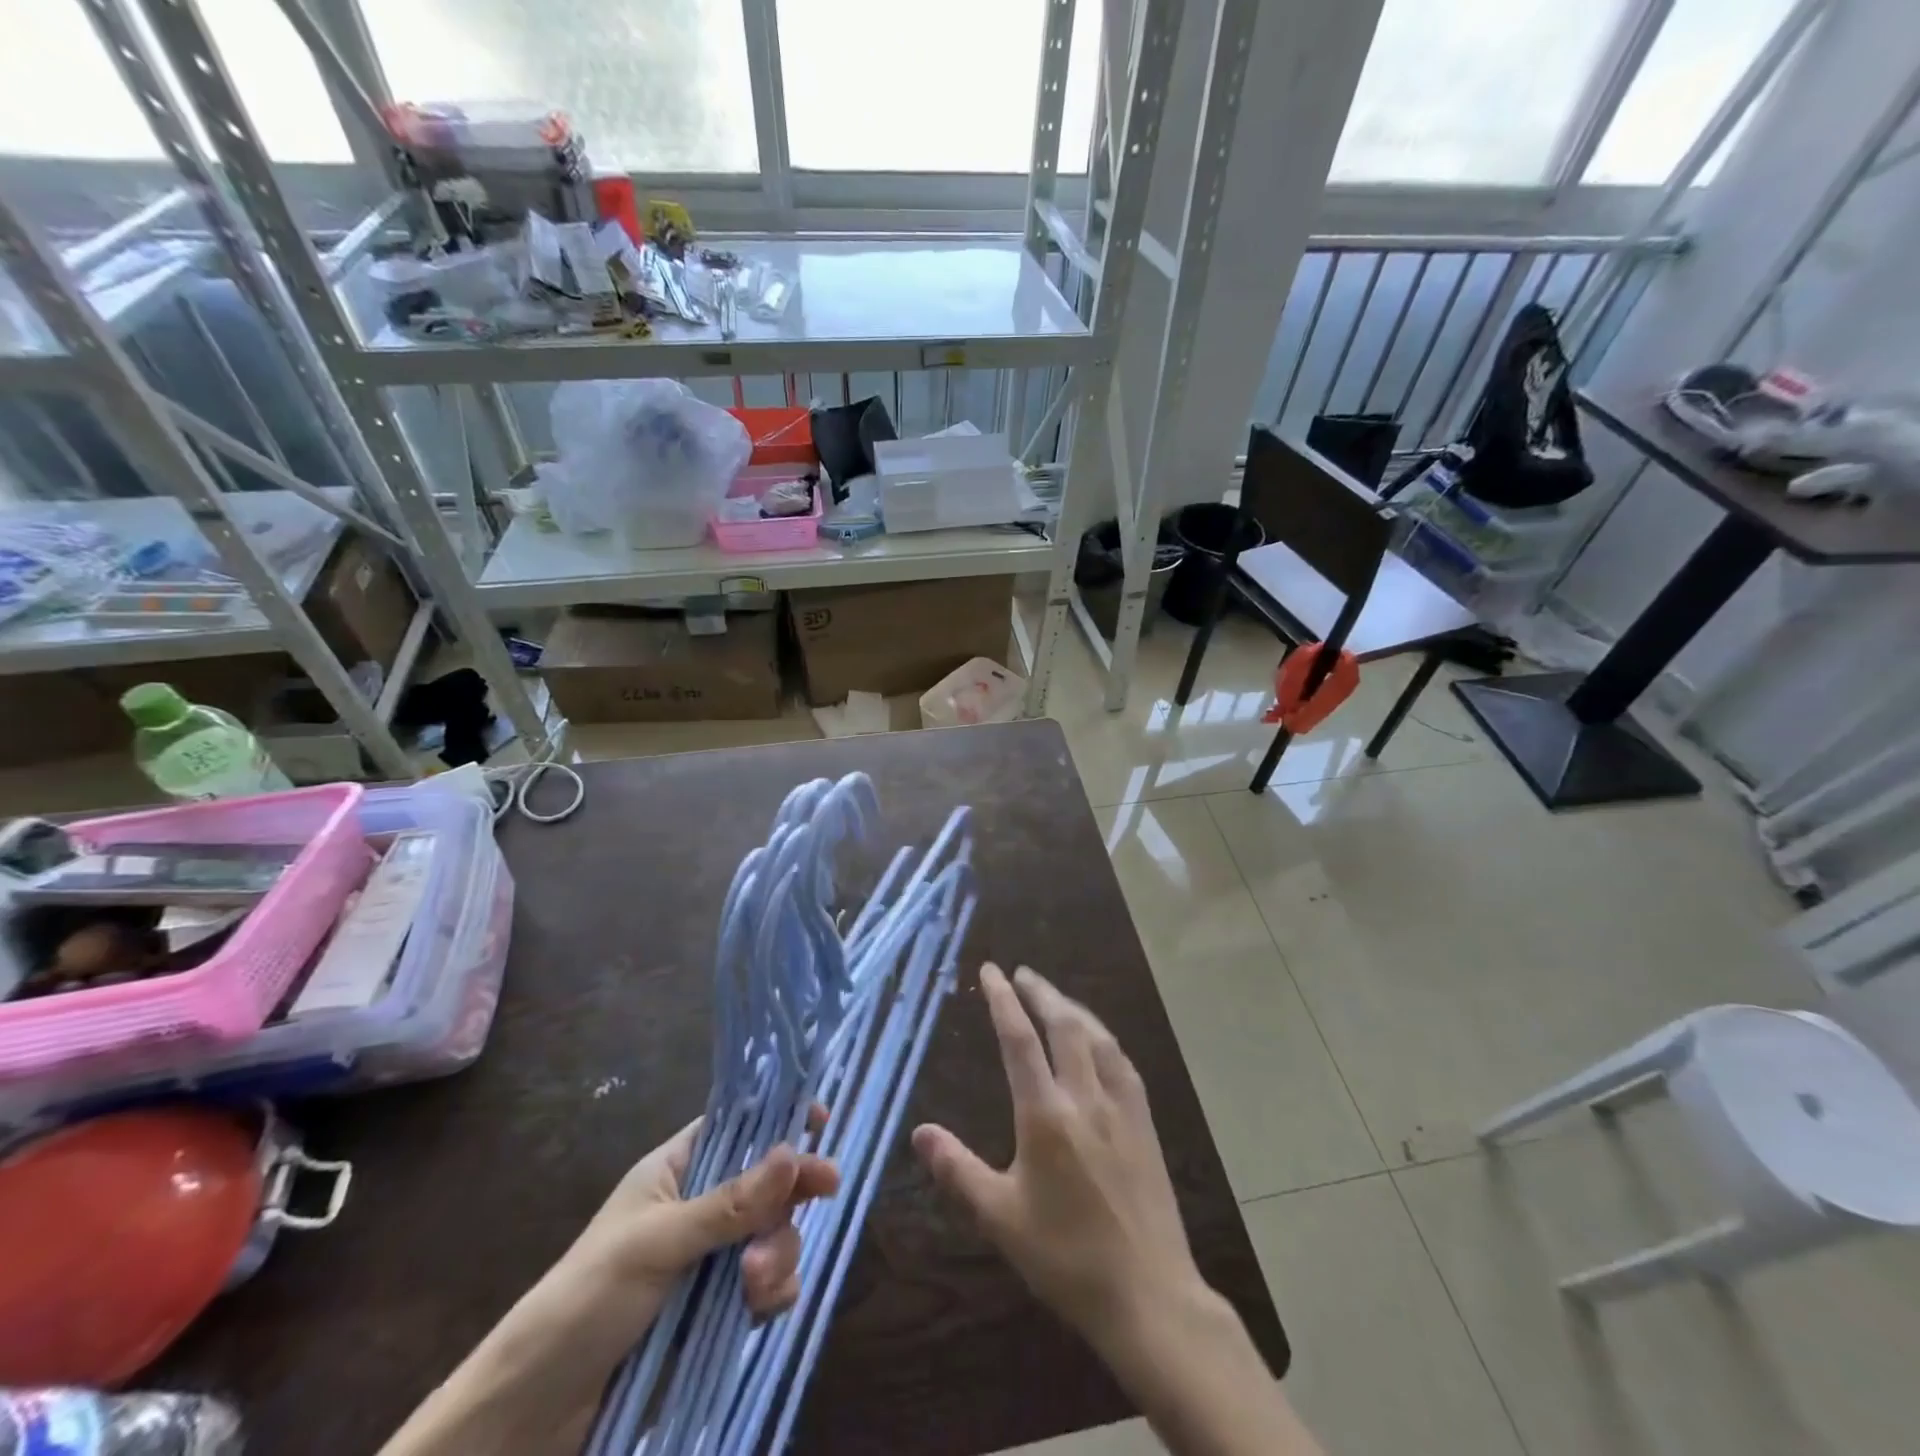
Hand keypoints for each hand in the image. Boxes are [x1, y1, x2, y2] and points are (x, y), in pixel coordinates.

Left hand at [561, 1114, 839, 1345]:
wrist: (534, 1412)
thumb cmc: (588, 1298)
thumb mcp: (658, 1243)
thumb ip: (729, 1204)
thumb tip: (794, 1152)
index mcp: (678, 1170)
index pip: (738, 1127)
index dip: (778, 1121)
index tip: (820, 1123)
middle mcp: (701, 1207)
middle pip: (768, 1182)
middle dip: (789, 1195)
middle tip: (826, 1191)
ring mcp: (712, 1259)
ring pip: (774, 1235)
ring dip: (778, 1252)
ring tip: (755, 1284)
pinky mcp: (718, 1311)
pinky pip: (768, 1285)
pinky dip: (773, 1292)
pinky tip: (760, 1308)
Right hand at [911, 964, 1200, 1348]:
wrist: (1149, 1296)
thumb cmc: (1067, 1258)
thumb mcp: (1001, 1219)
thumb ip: (958, 1170)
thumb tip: (920, 1132)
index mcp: (1046, 1115)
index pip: (1019, 1041)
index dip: (1003, 1000)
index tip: (991, 971)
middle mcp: (1085, 1098)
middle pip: (1064, 1025)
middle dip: (1041, 992)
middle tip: (1022, 973)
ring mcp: (1121, 1108)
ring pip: (1097, 1038)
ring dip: (1073, 1008)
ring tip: (1055, 997)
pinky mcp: (1145, 1124)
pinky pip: (1122, 1063)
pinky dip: (1103, 1038)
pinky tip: (1099, 1043)